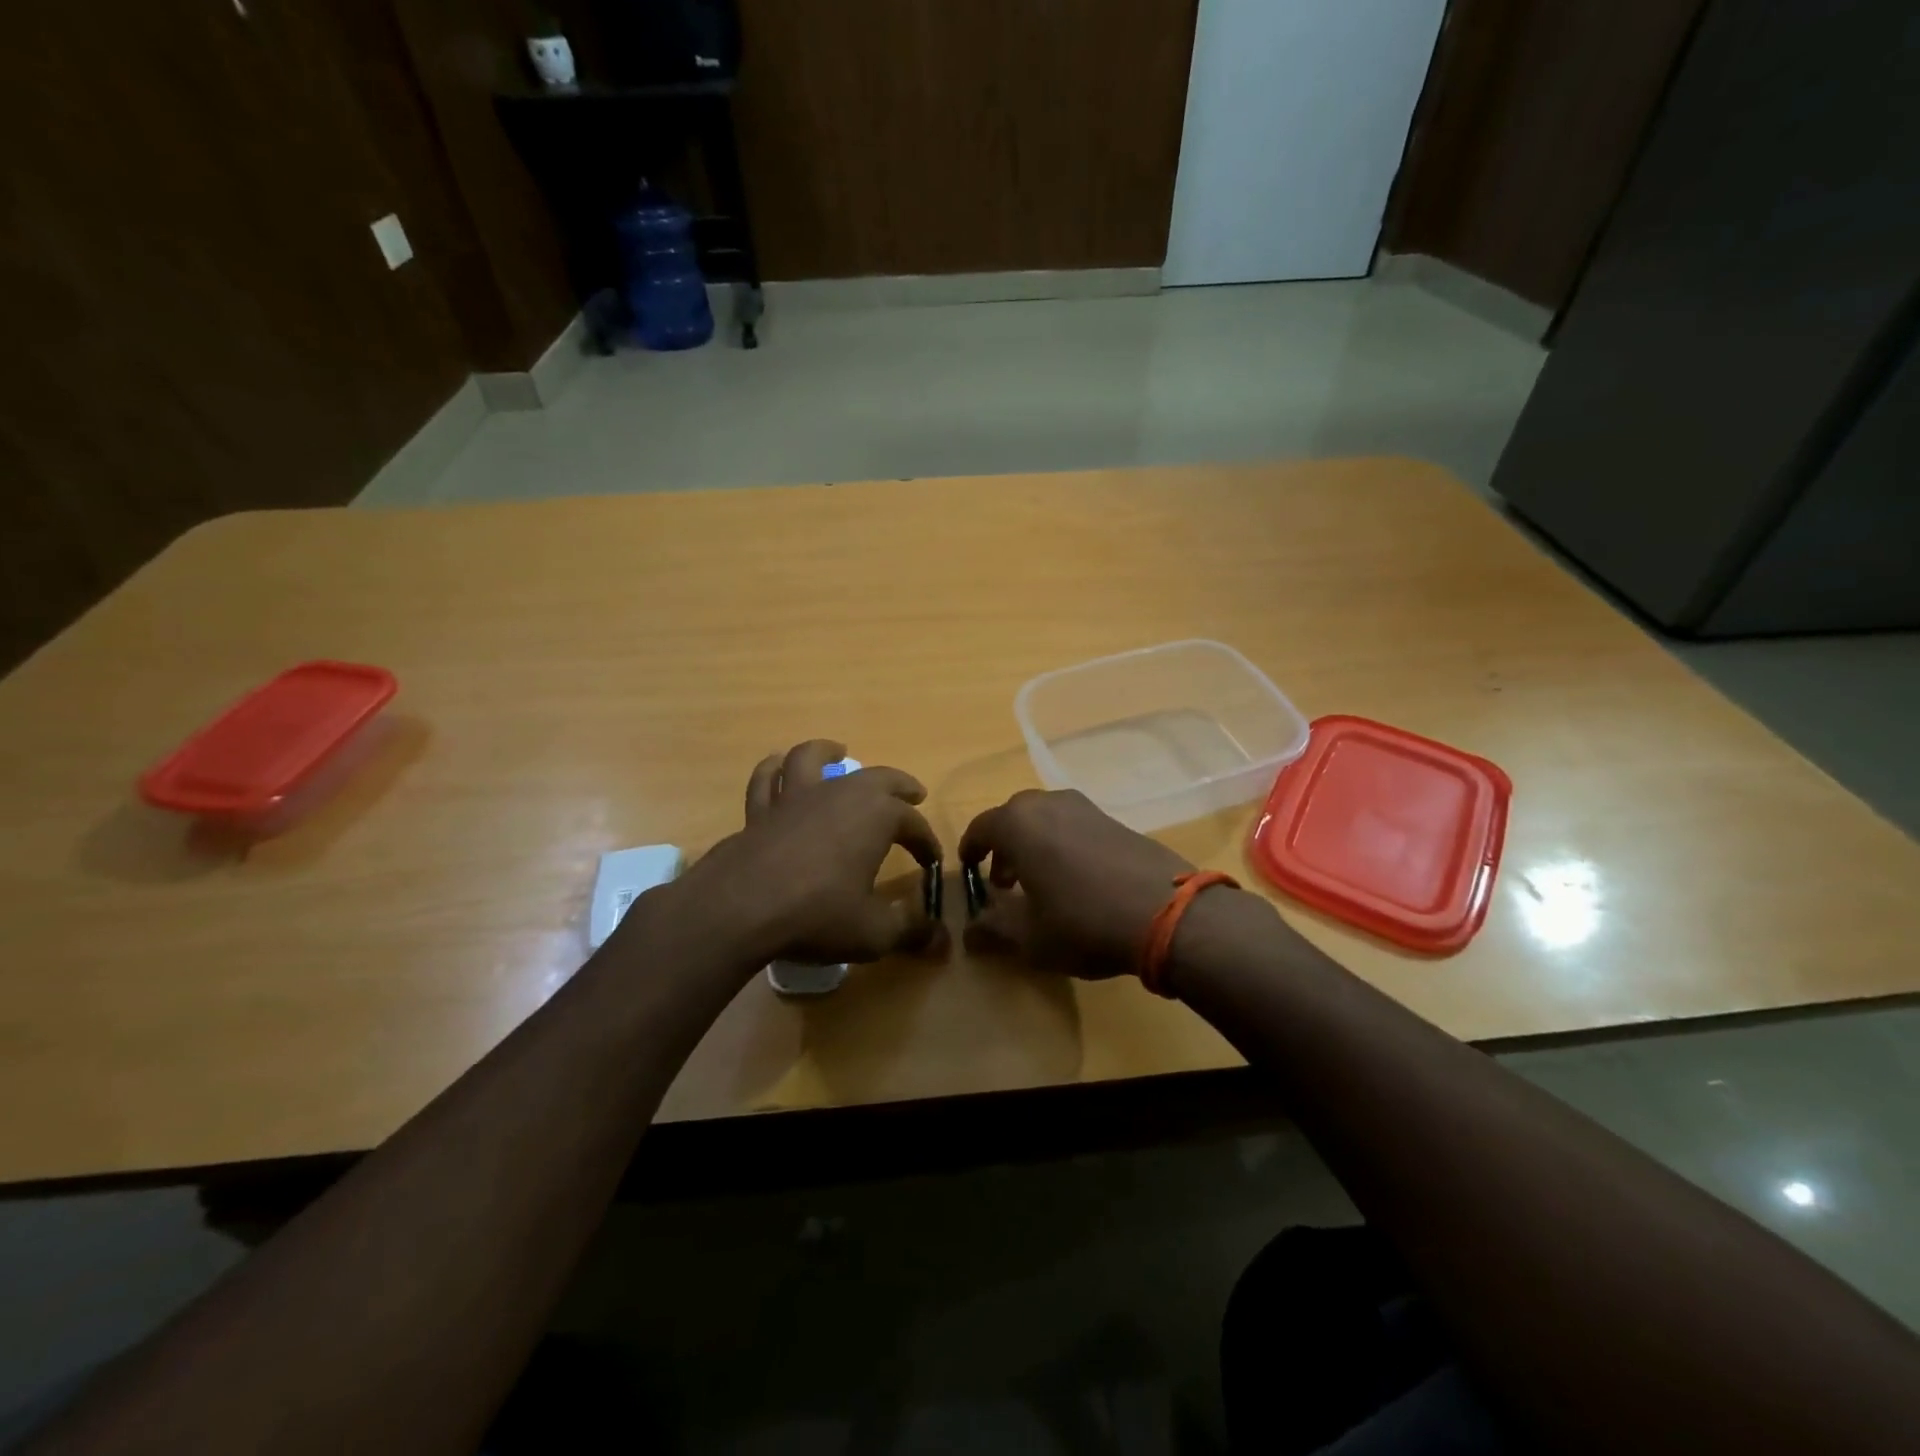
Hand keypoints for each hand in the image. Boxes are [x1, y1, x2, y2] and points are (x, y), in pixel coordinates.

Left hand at [677, 740, 942, 966]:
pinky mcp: (760, 811)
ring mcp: (796, 797)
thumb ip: (910, 931)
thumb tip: (942, 939)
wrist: (741, 909)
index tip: (932, 862)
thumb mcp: (874, 932)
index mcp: (877, 816)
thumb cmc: (817, 914)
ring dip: (829, 752)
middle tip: (913, 794)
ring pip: (813, 758)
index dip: (926, 842)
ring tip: (838, 751)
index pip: (913, 823)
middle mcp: (839, 794)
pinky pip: (767, 780)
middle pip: (877, 778)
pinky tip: (776, 766)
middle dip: (899, 786)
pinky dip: (774, 769)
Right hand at [959, 789, 1196, 978]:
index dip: (970, 849)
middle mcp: (1048, 803)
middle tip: (1003, 881)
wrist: (1168, 913)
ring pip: (1045, 819)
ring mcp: (1085, 807)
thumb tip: (969, 932)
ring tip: (1039, 882)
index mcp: (1019, 823)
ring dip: (1034, 844)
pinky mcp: (1114, 819)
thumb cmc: (1083, 922)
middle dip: (1003, 847)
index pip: (981, 827)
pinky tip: (1075, 878)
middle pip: (1013, 818)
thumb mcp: (1030, 937)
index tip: (968, 869)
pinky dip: (1062, 844)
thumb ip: (993, 930)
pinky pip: (1073, 825)